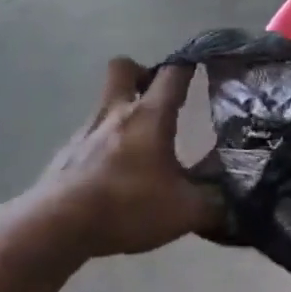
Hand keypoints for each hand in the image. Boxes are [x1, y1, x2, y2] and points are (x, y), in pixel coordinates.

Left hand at [18, 58, 221, 259]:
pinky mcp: (65, 155)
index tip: (202, 65)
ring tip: (144, 148)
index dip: (189, 64)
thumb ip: (216, 203)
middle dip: (142, 74)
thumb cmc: (127, 206)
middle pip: (123, 68)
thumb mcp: (186, 211)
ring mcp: (84, 132)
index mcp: (149, 117)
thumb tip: (235, 201)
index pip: (173, 74)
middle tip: (160, 98)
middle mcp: (115, 114)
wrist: (55, 227)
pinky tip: (117, 175)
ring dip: (124, 114)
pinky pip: (90, 137)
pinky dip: (106, 146)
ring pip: (106, 104)